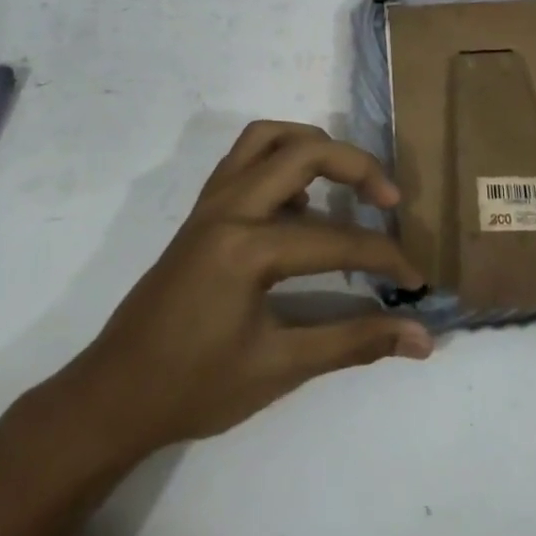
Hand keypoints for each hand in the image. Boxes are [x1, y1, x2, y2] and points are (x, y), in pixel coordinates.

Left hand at [46, 122, 432, 467]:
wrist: (112, 397)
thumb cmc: (194, 388)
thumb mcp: (280, 368)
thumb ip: (355, 342)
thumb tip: (423, 339)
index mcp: (247, 247)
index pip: (336, 239)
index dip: (385, 257)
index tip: (418, 278)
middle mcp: (229, 208)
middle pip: (304, 152)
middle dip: (357, 166)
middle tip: (390, 200)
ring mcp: (210, 203)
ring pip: (267, 138)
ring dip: (314, 146)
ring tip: (346, 181)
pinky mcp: (201, 211)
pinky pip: (245, 158)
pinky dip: (281, 160)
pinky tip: (300, 205)